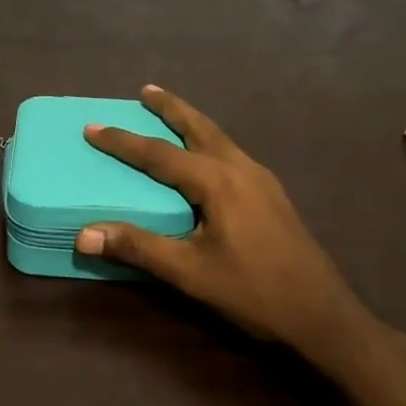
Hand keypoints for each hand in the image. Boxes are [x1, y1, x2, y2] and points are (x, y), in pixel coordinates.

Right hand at [75, 85, 376, 372]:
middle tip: (146, 91)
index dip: (123, 141)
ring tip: (172, 115)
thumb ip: (138, 248)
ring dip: (192, 123)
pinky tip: (206, 159)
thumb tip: (84, 234)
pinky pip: (232, 154)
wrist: (322, 315)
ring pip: (219, 138)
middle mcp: (241, 169)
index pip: (160, 154)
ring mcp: (262, 180)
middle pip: (199, 128)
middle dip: (171, 108)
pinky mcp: (272, 195)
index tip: (92, 127)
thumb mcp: (190, 273)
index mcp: (218, 181)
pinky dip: (209, 143)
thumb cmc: (253, 292)